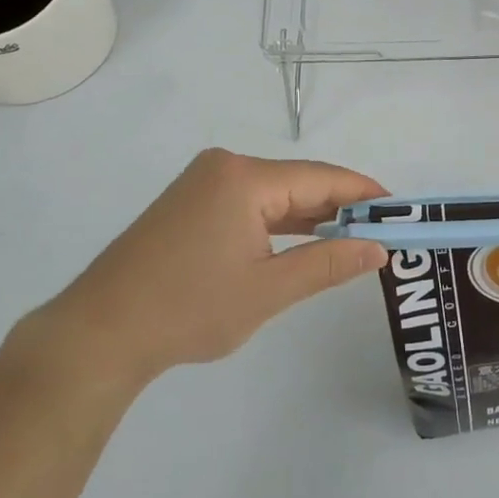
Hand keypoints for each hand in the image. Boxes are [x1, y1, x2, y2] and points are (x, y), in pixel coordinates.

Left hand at [37, 149, 389, 384]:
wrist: (100, 332)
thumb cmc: (188, 309)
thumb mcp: (268, 290)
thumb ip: (328, 264)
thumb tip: (378, 248)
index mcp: (245, 177)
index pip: (321, 178)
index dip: (363, 193)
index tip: (399, 209)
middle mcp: (225, 165)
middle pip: (297, 181)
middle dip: (338, 205)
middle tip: (380, 229)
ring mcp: (203, 181)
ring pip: (272, 192)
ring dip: (308, 214)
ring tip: (350, 235)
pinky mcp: (189, 200)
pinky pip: (248, 201)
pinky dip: (276, 220)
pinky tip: (300, 238)